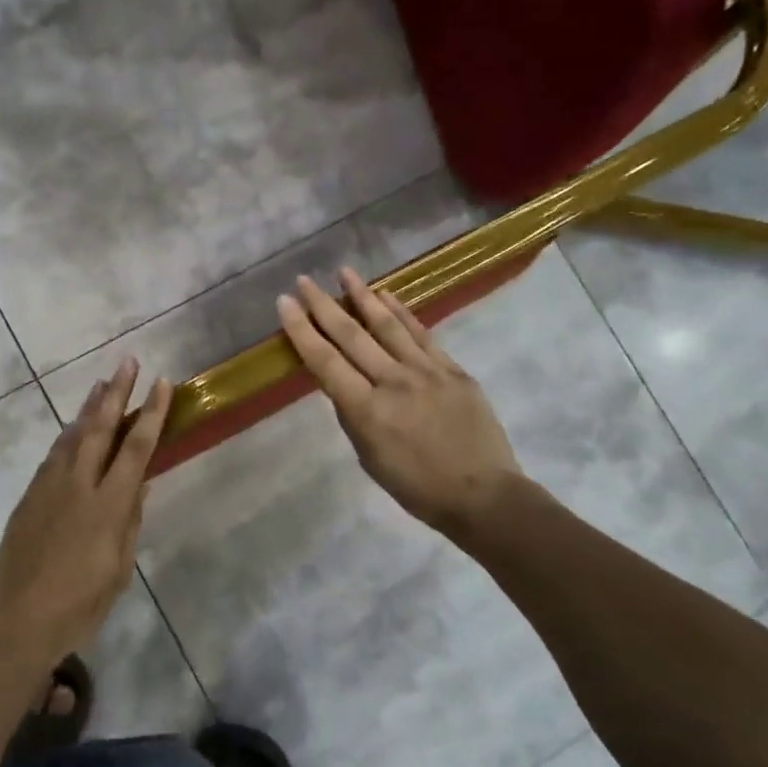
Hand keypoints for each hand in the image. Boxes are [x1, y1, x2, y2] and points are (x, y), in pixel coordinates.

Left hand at [0, 358, 171, 666]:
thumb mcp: (119, 568)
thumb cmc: (81, 604)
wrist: (20, 621)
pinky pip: (53, 456)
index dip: (151, 413)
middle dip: (116, 392)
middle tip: (126, 362)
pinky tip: (73, 430)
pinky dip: (68, 436)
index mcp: (108, 505)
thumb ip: (129, 522)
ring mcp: (49, 487)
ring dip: (89, 408)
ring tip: (100, 384)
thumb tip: (139, 487)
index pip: (136, 448)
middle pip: (100, 428)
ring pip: (71, 436)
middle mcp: (78, 485)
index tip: (161, 383)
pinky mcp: (28, 497)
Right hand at [277, 269, 523, 540]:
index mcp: (366, 410)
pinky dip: (401, 313)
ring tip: (345, 272)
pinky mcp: (452, 369)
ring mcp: (426, 371)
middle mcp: (393, 382)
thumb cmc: (417, 487)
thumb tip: (343, 384)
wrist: (482, 494)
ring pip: (387, 325)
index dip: (301, 330)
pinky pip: (421, 334)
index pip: (324, 361)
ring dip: (363, 296)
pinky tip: (387, 296)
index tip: (285, 302)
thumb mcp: (369, 458)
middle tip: (305, 280)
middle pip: (352, 335)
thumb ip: (353, 417)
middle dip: (323, 305)